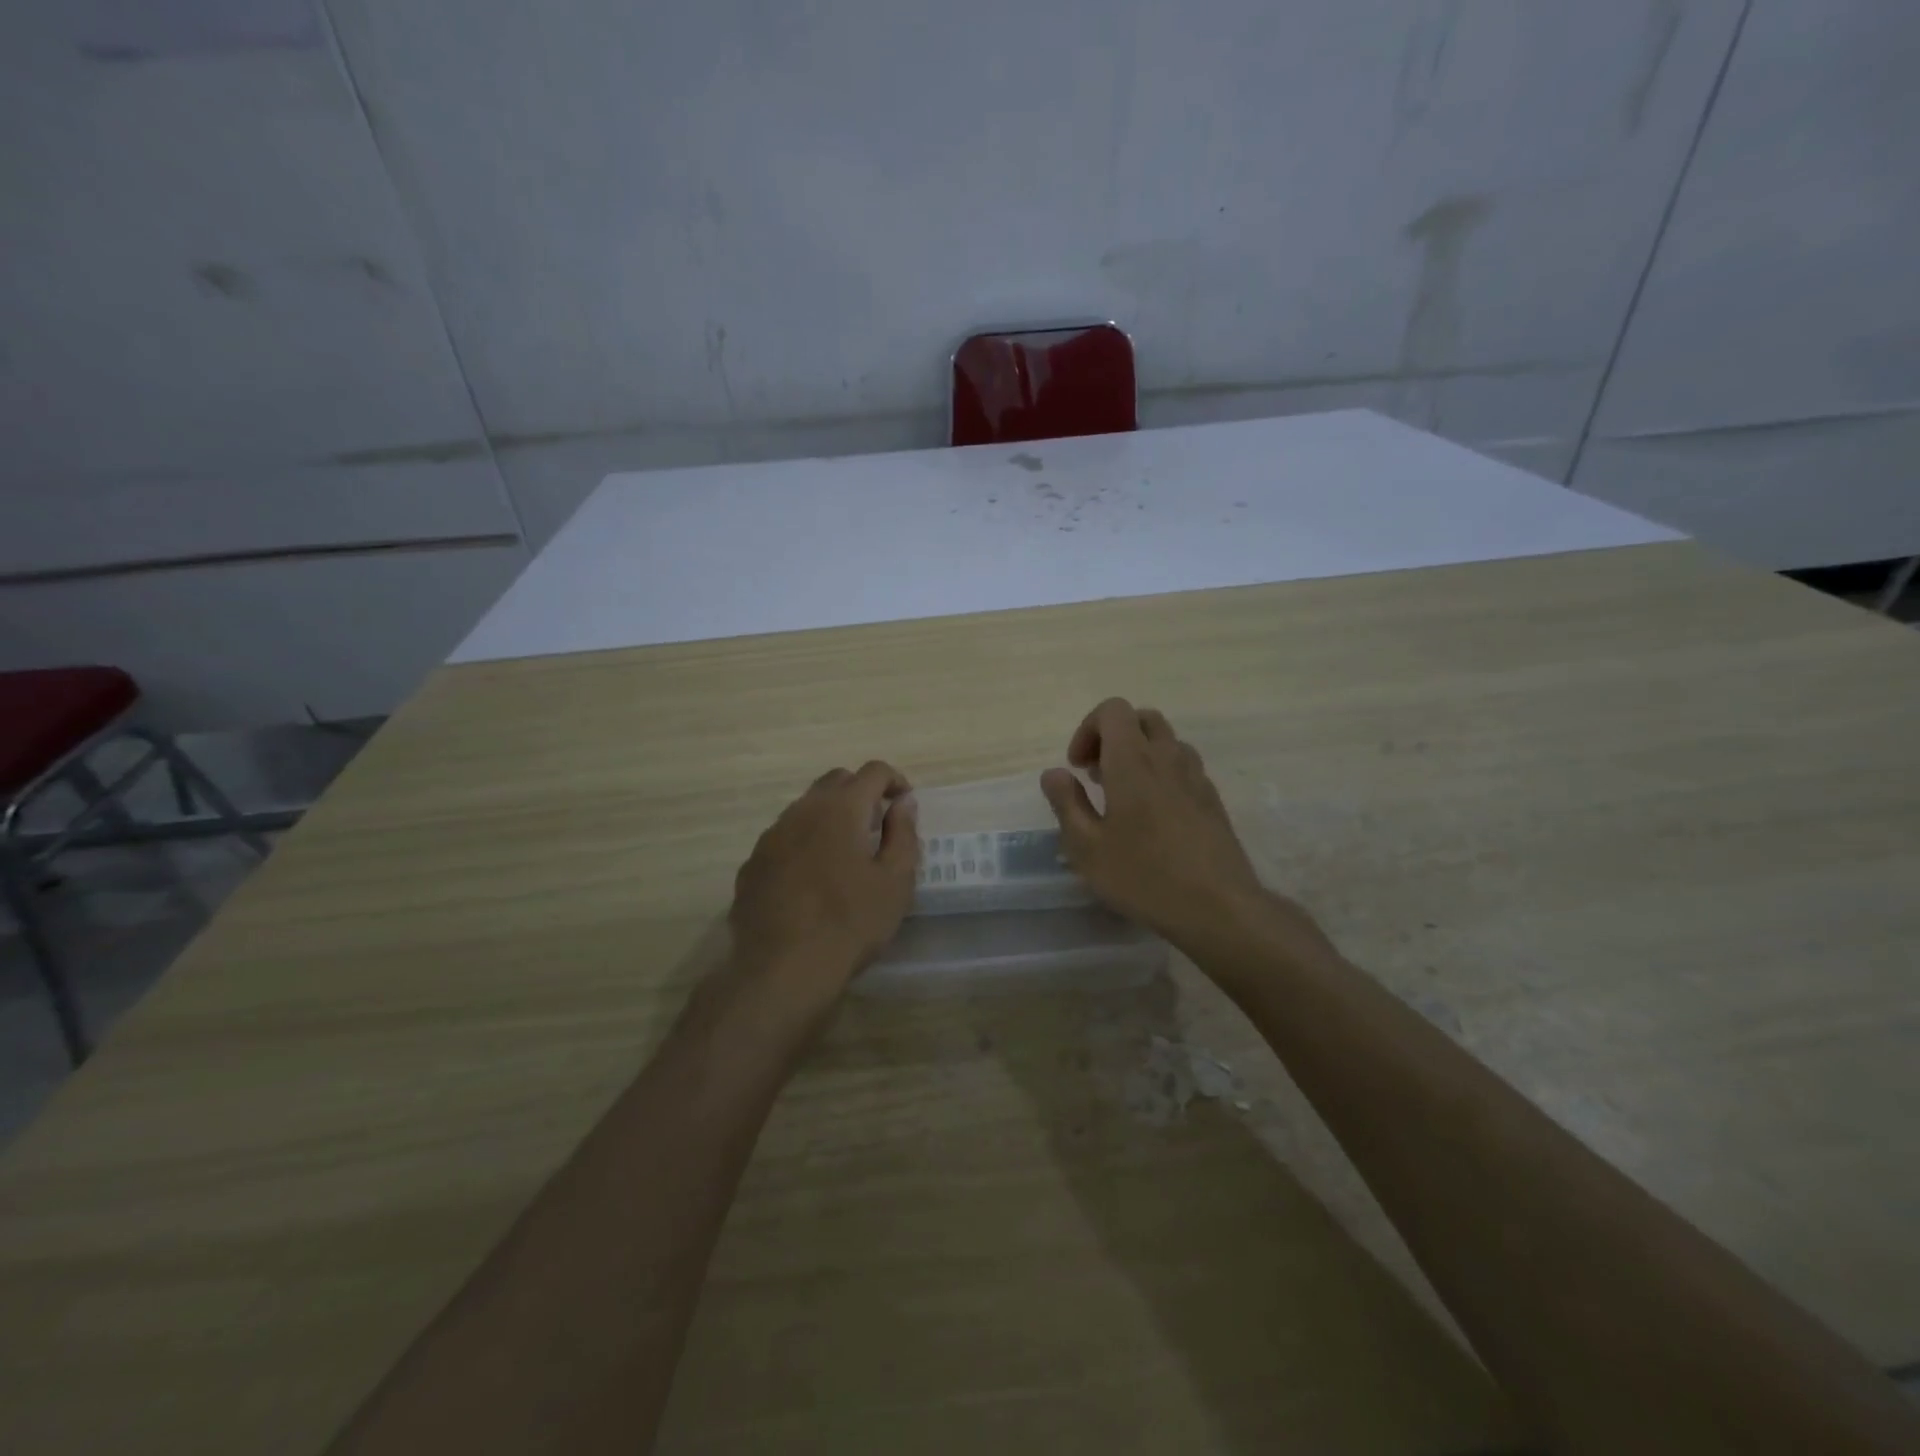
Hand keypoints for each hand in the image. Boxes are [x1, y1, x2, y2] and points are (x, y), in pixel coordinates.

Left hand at [728, 761, 919, 1008]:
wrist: (782, 969)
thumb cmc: (850, 923)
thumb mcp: (895, 881)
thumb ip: (903, 833)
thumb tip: (903, 802)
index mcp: (841, 809)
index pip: (873, 771)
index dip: (895, 781)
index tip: (905, 804)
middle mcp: (802, 810)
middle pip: (836, 781)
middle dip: (861, 793)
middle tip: (878, 825)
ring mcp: (771, 836)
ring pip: (806, 808)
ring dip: (830, 816)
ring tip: (845, 853)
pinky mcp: (752, 863)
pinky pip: (784, 837)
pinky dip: (805, 842)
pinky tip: (812, 878)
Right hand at [1039, 699, 1277, 952]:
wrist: (1218, 907)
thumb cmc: (1143, 876)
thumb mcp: (1087, 847)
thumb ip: (1066, 803)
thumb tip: (1054, 773)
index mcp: (1133, 761)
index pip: (1113, 710)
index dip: (1088, 729)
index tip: (1078, 768)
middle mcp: (1167, 757)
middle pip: (1141, 719)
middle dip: (1113, 737)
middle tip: (1097, 776)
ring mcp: (1196, 777)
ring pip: (1166, 742)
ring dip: (1140, 754)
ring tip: (1123, 796)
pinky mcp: (1213, 799)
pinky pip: (1183, 767)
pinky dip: (1162, 774)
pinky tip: (1153, 817)